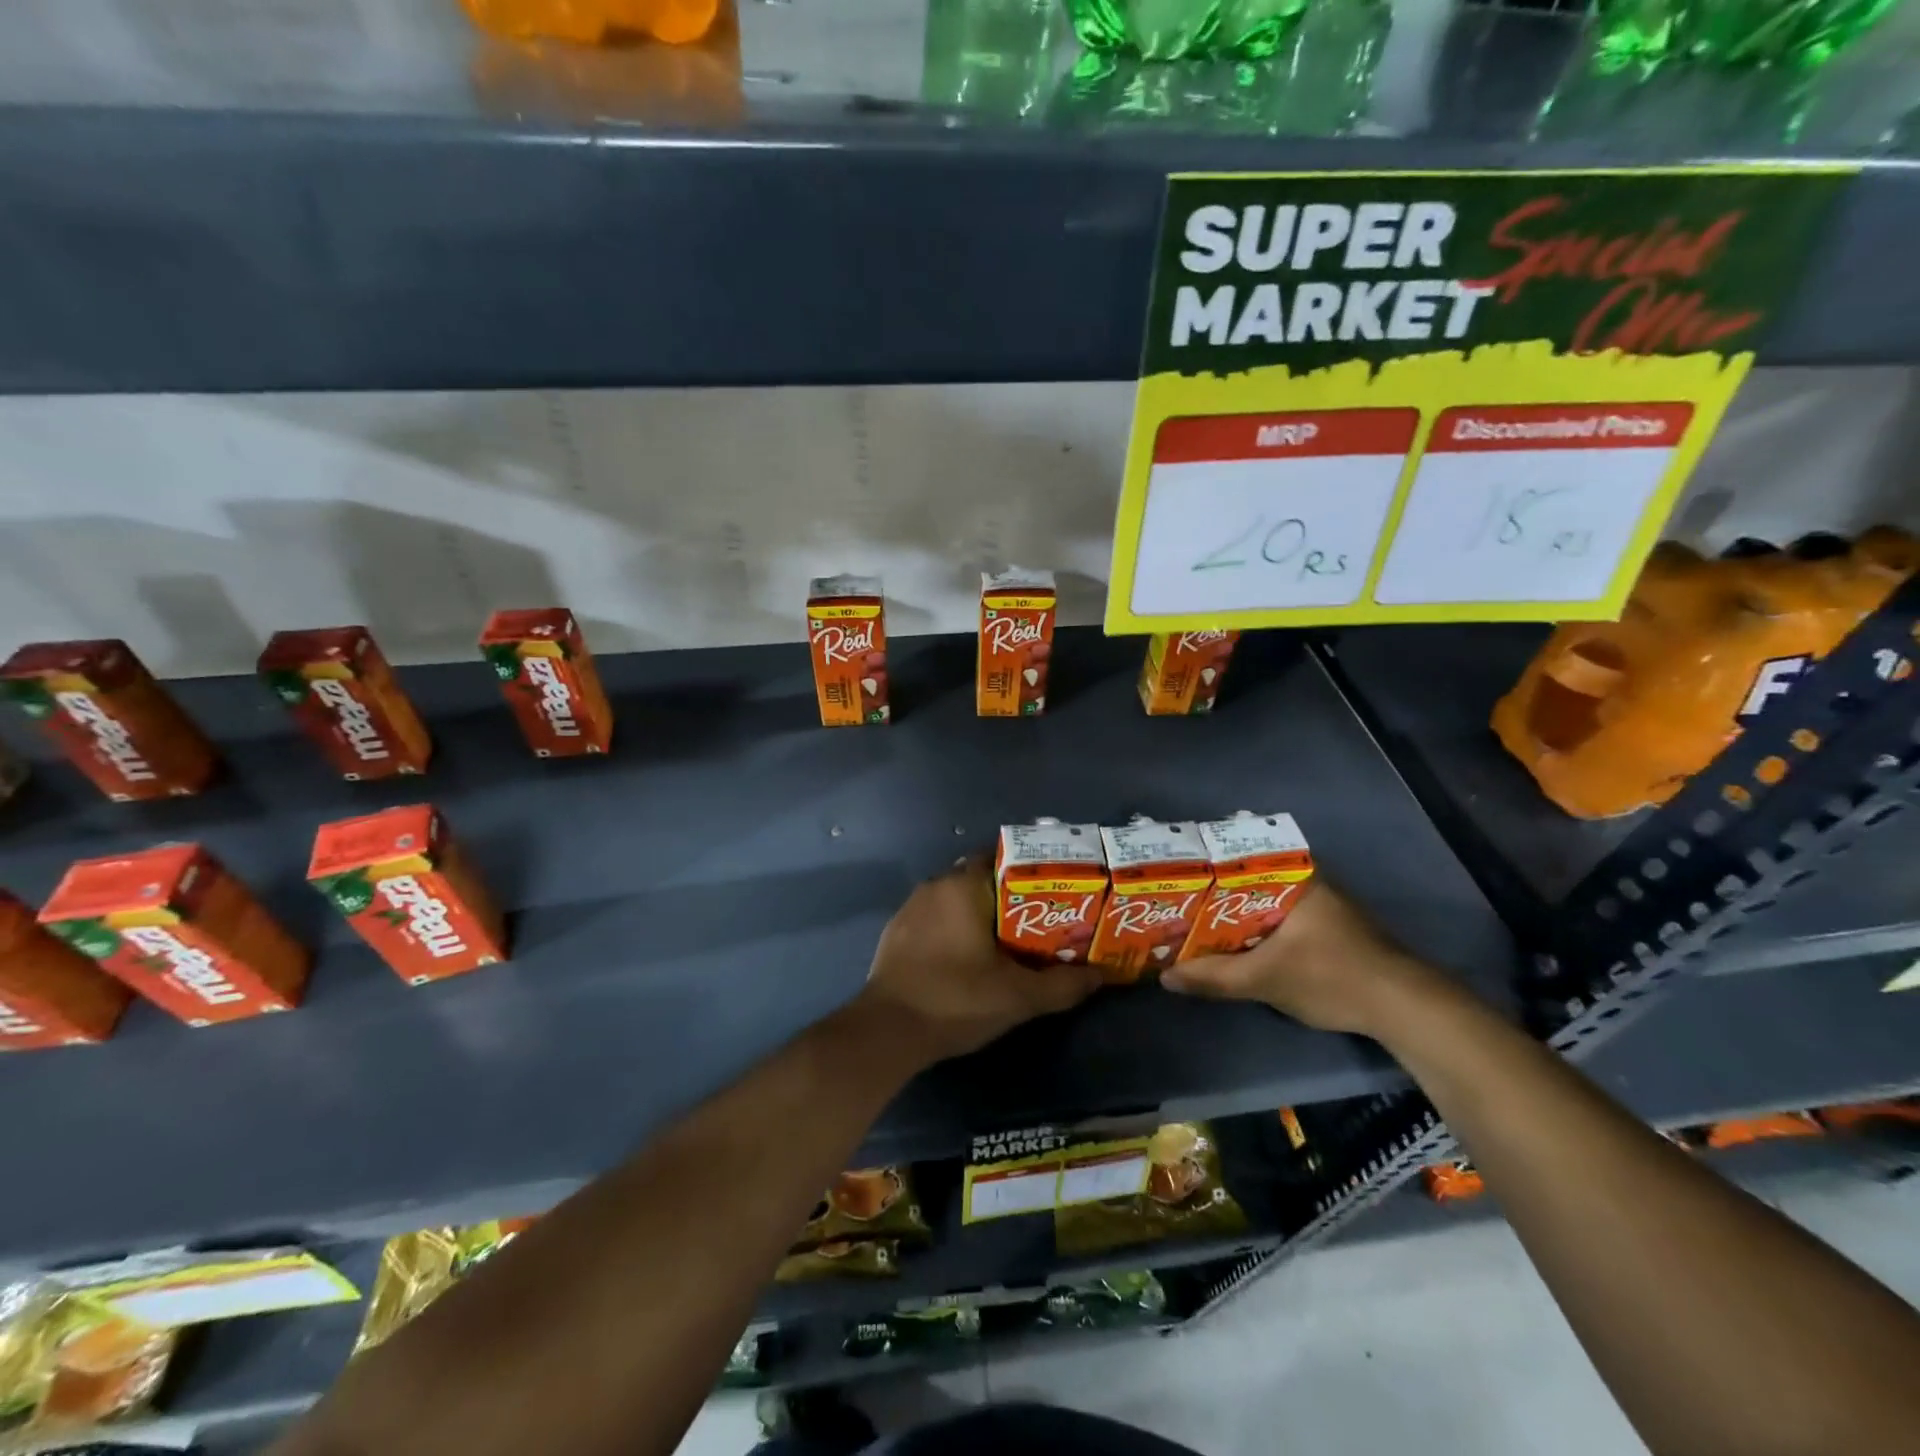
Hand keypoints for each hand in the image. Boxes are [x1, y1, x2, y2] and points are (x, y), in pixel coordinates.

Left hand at [856, 861, 1101, 1065]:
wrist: (888, 1031)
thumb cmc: (956, 1000)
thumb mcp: (1018, 996)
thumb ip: (1063, 985)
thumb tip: (1102, 976)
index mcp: (963, 885)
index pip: (1003, 857)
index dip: (1031, 870)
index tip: (1054, 890)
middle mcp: (935, 884)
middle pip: (981, 877)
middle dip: (1010, 894)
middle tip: (1040, 918)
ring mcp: (911, 907)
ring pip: (957, 897)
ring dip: (981, 911)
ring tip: (1010, 938)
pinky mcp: (897, 930)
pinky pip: (936, 916)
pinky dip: (955, 926)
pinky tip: (969, 954)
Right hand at [1160, 880, 1446, 1037]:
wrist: (1405, 1008)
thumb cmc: (1332, 977)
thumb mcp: (1265, 979)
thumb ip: (1214, 977)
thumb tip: (1165, 978)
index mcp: (1293, 877)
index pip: (1235, 858)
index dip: (1200, 870)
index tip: (1170, 879)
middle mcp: (1307, 880)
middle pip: (1245, 881)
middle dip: (1211, 895)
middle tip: (1173, 905)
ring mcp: (1320, 903)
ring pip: (1262, 901)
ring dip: (1233, 915)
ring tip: (1193, 923)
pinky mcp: (1328, 928)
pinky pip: (1278, 917)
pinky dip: (1255, 927)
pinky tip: (1234, 943)